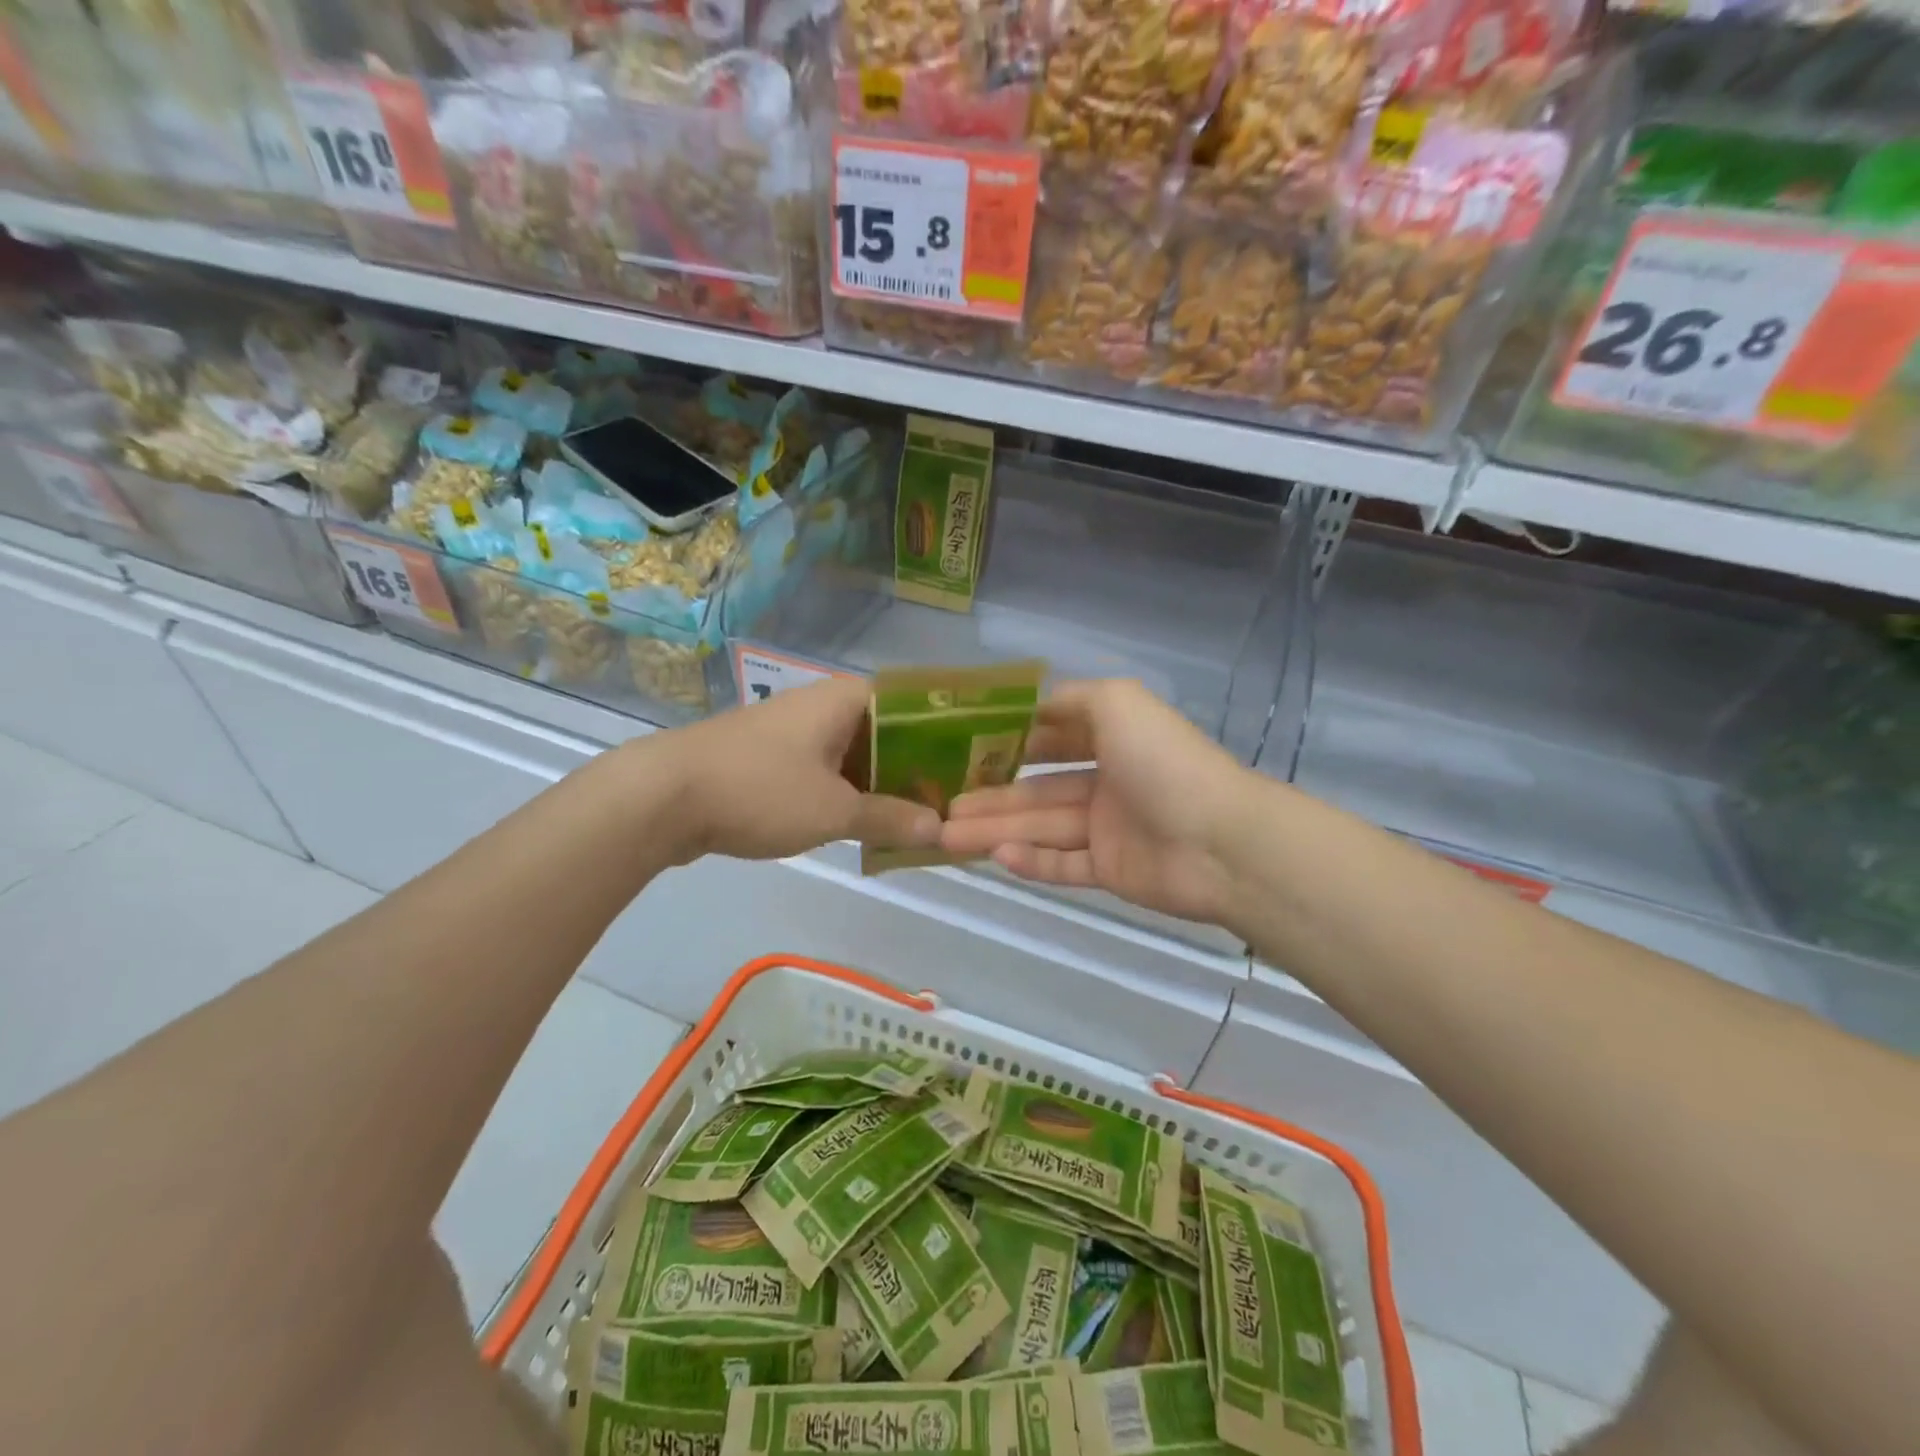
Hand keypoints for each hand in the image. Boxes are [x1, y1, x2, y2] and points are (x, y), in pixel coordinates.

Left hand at [656, 676, 941, 862]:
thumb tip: (940, 828)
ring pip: (857, 755)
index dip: (947, 733)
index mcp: (847, 699)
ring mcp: (795, 731)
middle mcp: (824, 705)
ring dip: (883, 787)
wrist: (662, 798)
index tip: (973, 766)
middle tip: (951, 804)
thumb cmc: (760, 790)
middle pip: (888, 732)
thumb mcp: (834, 810)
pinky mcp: (772, 759)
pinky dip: (849, 795)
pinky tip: (868, 827)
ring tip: (919, 821)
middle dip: (918, 769)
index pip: (915, 704)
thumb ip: (891, 817)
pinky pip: (827, 772)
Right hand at [939, 679, 1256, 925]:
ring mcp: (1108, 830)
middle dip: (990, 796)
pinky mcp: (1111, 871)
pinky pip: (1063, 865)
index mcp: (1111, 740)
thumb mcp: (1118, 702)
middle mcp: (1107, 783)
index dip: (1009, 744)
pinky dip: (1030, 862)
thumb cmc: (1163, 762)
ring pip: (1042, 829)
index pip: (1051, 739)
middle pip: (1037, 791)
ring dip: (996, 831)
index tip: (963, 750)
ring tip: (946, 836)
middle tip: (942, 806)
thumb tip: (1033, 705)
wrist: (1220, 841)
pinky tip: (995, 857)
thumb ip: (1074, 699)